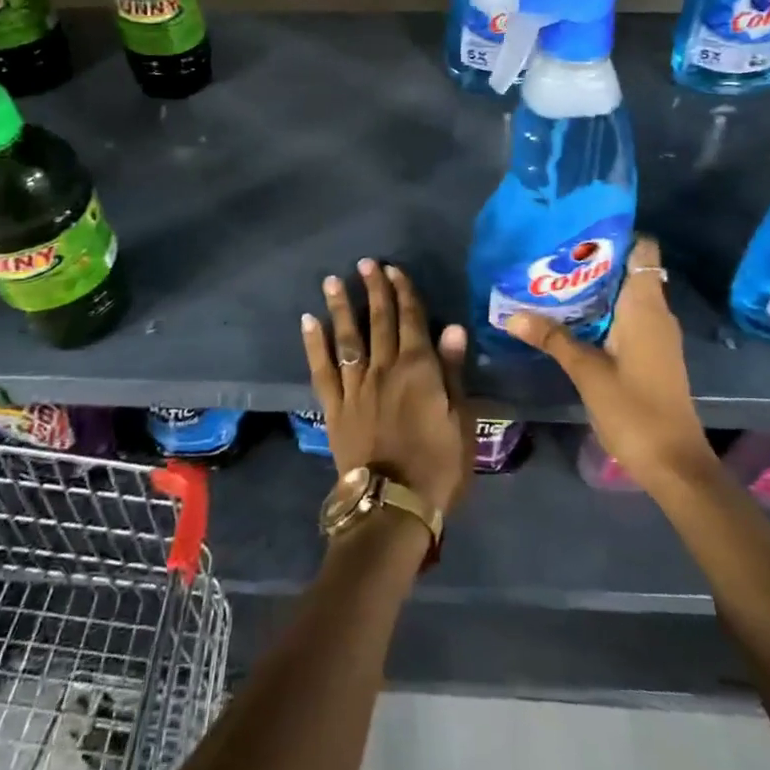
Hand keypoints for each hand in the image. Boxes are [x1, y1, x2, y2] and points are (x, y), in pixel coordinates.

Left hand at [302, 259, 474, 517]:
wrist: (392, 506)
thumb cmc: (437, 467)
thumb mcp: (460, 421)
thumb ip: (453, 372)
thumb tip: (453, 328)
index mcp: (418, 369)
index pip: (412, 320)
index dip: (404, 293)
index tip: (395, 270)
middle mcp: (384, 368)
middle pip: (380, 321)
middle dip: (374, 290)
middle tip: (366, 263)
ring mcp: (355, 386)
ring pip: (348, 337)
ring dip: (341, 306)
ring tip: (332, 280)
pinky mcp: (334, 407)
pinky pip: (322, 369)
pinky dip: (315, 343)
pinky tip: (309, 321)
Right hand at [505, 236, 715, 496]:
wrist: (674, 464)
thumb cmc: (634, 410)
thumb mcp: (587, 372)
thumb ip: (552, 339)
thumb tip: (512, 315)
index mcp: (646, 307)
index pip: (642, 249)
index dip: (615, 235)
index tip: (578, 231)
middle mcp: (655, 313)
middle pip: (628, 270)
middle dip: (592, 262)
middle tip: (551, 257)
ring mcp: (655, 335)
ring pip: (624, 296)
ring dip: (594, 290)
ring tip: (552, 282)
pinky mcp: (651, 354)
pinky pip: (625, 318)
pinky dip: (601, 313)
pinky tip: (570, 319)